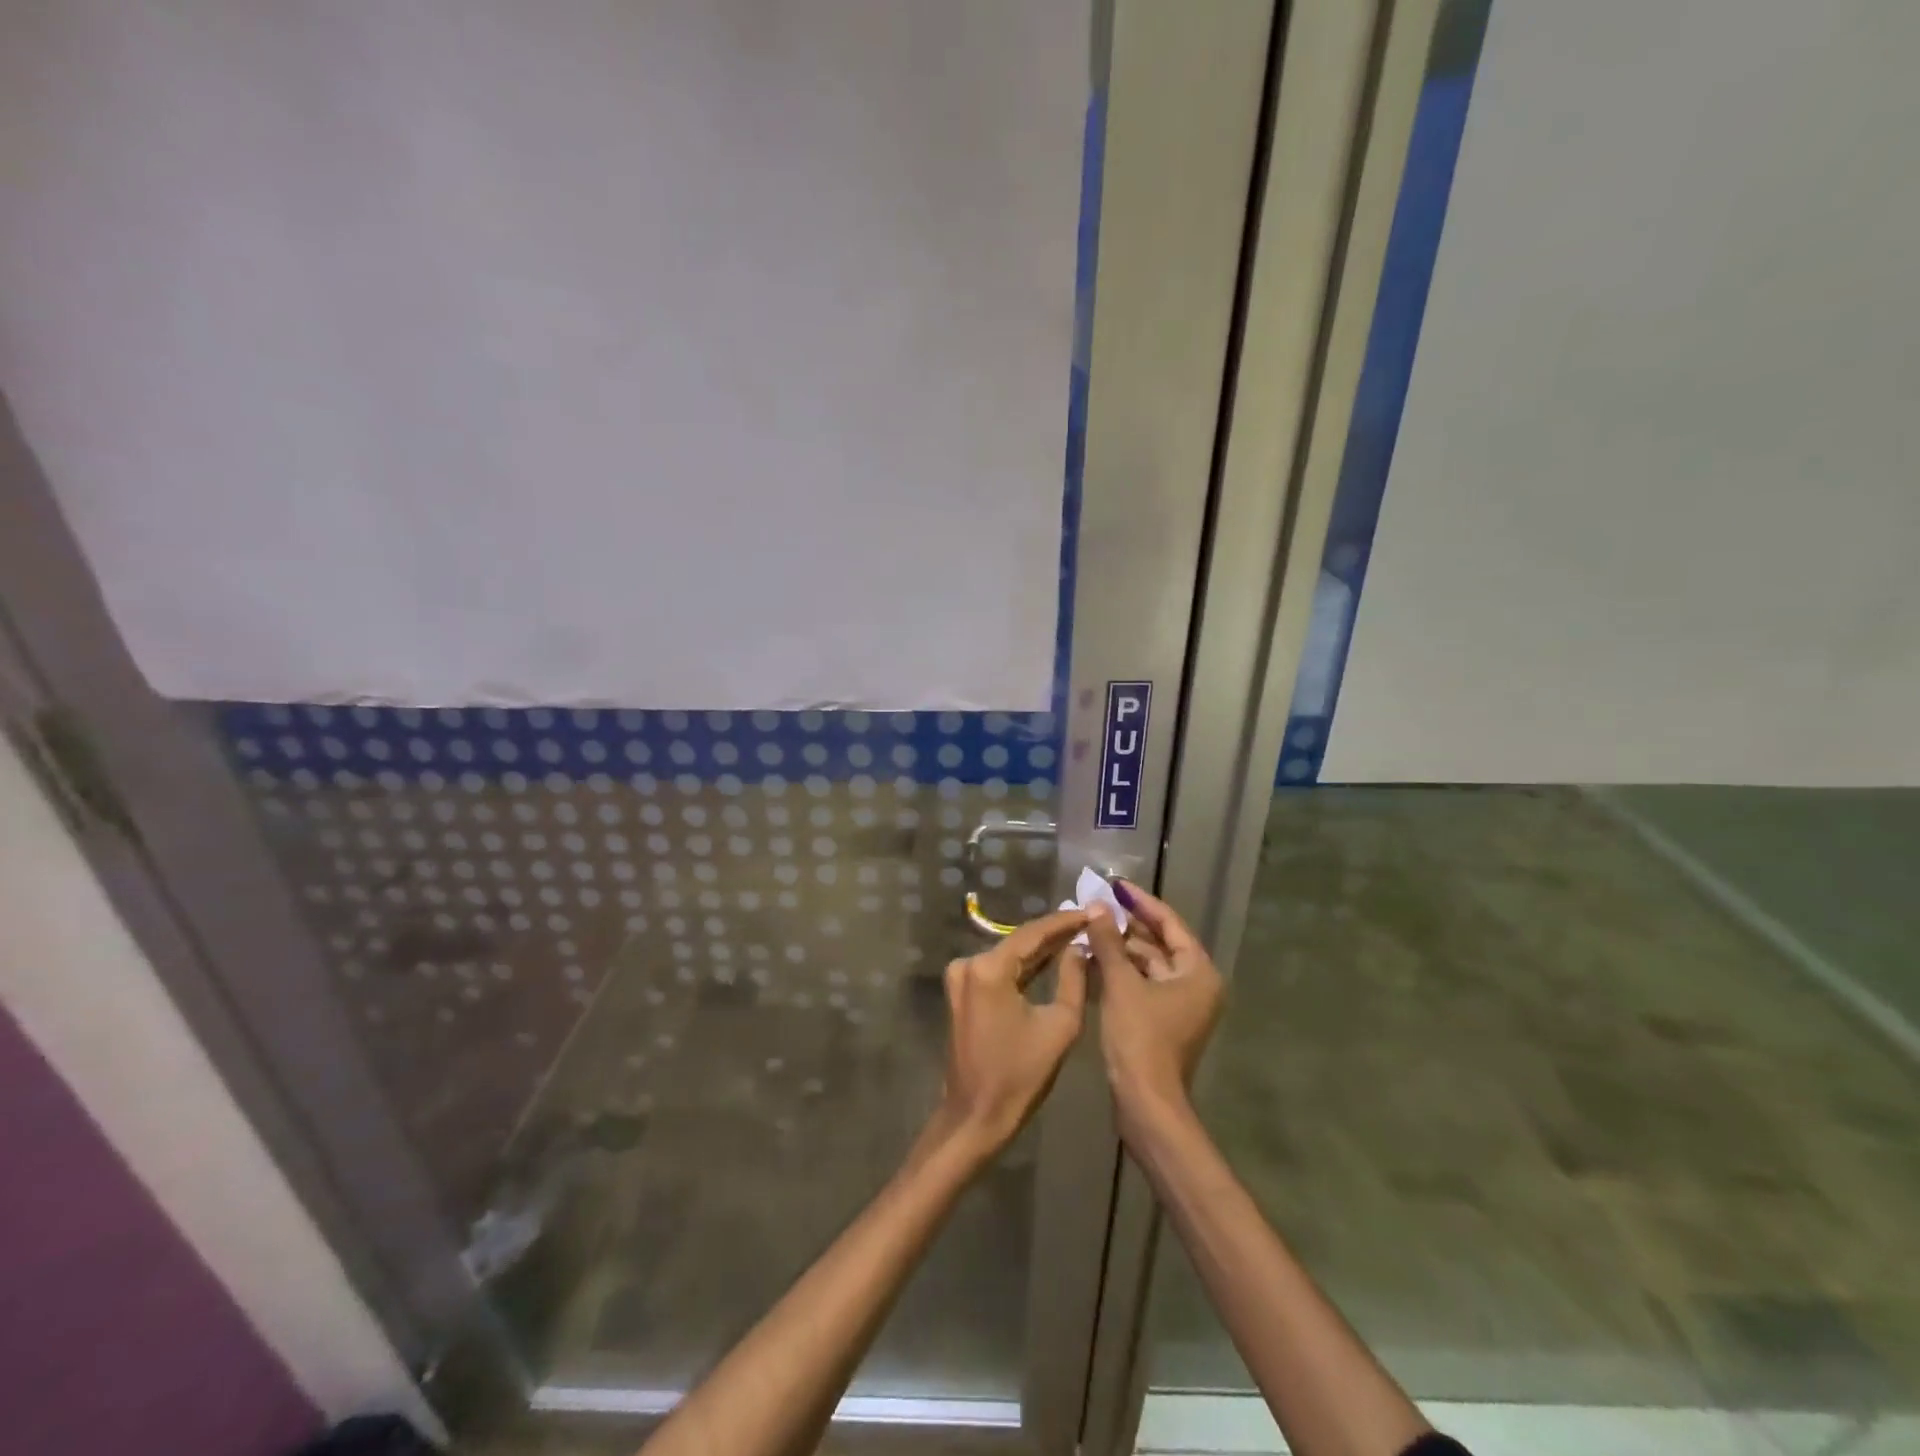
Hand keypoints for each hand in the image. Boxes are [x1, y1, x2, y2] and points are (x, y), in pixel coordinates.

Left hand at [933, 909, 1089, 1160]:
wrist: (975, 1116)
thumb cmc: (1020, 1075)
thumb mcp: (1060, 1026)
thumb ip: (1073, 979)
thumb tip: (1078, 947)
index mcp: (989, 968)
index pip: (1033, 933)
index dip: (1065, 921)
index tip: (1092, 911)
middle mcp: (969, 963)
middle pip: (1019, 942)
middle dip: (1054, 934)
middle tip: (1089, 923)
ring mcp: (960, 978)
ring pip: (1009, 955)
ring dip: (1040, 950)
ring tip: (1077, 937)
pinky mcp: (961, 993)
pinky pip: (998, 971)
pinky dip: (1023, 967)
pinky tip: (1050, 960)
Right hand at [1078, 881, 1222, 1138]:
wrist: (1146, 1103)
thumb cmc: (1140, 1038)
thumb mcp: (1121, 984)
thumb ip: (1109, 942)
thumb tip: (1097, 907)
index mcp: (1198, 971)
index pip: (1169, 923)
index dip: (1140, 902)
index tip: (1115, 884)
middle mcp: (1195, 984)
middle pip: (1159, 943)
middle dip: (1126, 926)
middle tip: (1095, 905)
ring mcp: (1180, 1005)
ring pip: (1147, 965)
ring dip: (1119, 949)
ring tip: (1087, 930)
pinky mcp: (1162, 1021)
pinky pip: (1141, 984)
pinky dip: (1120, 972)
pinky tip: (1092, 959)